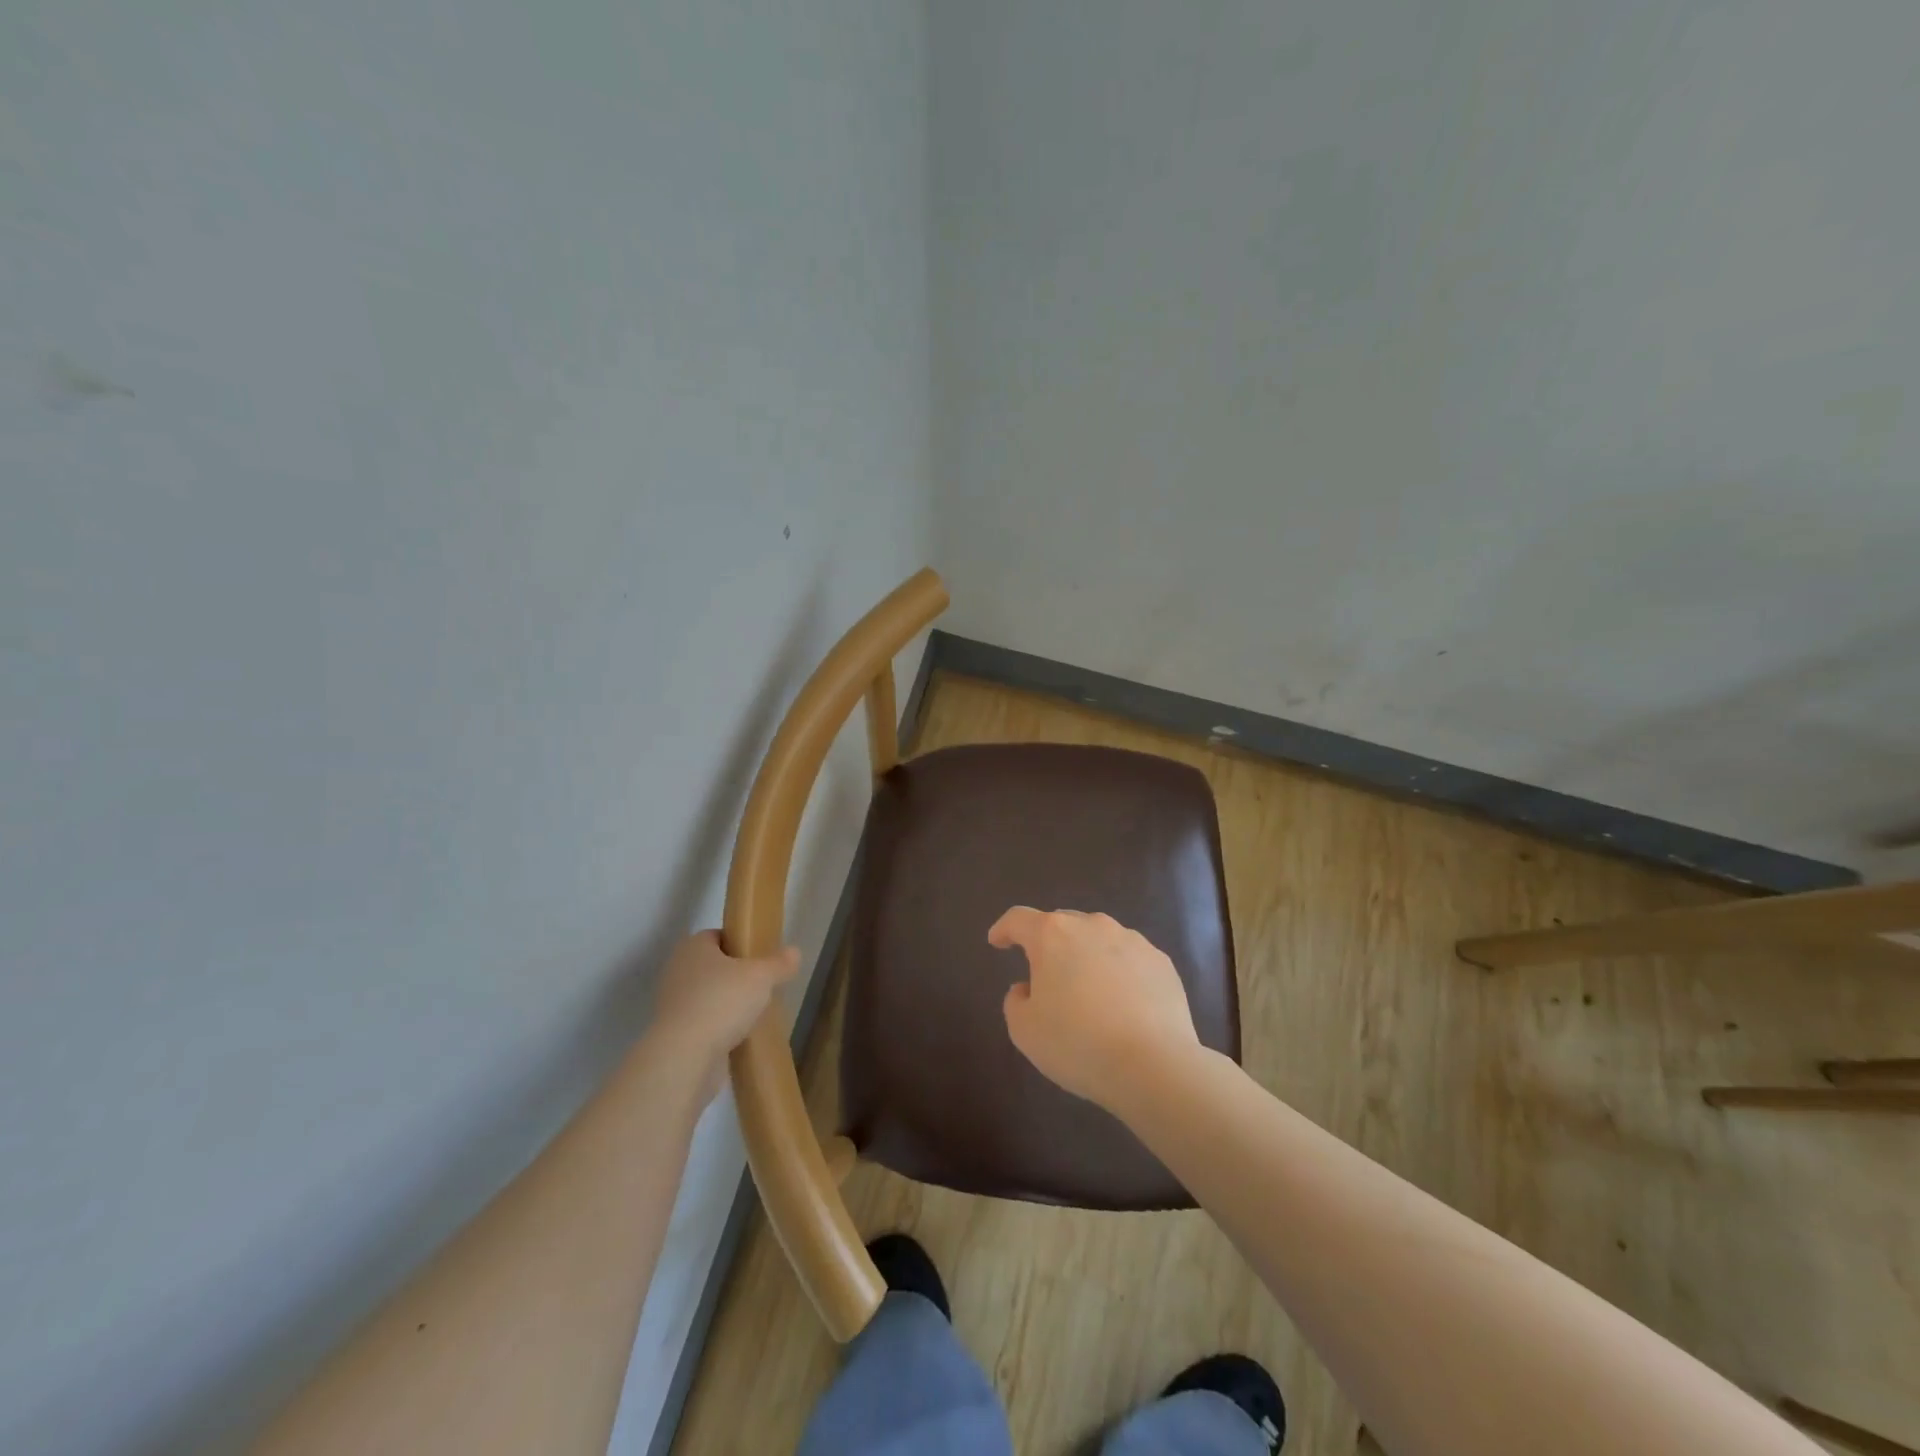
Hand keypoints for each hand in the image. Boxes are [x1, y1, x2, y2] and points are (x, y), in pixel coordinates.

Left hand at [649, 931, 800, 1103]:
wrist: (685, 1056)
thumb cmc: (722, 1001)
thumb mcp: (762, 977)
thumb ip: (779, 963)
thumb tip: (794, 952)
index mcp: (693, 947)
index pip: (717, 936)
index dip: (739, 943)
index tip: (760, 957)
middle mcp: (677, 970)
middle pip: (712, 966)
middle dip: (735, 975)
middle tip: (761, 985)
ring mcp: (672, 1003)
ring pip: (706, 995)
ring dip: (726, 1003)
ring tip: (753, 1013)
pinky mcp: (672, 1033)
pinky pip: (701, 1022)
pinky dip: (717, 1027)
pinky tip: (738, 1037)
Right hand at [988, 907, 1200, 1110]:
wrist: (1154, 1066)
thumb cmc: (1077, 1043)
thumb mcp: (1025, 1030)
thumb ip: (1016, 1001)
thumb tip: (1028, 988)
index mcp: (1052, 935)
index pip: (1019, 919)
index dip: (1004, 929)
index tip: (997, 942)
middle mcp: (1093, 926)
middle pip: (1062, 925)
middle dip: (1049, 944)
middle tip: (1045, 976)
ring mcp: (1132, 941)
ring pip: (1099, 940)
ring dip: (1087, 957)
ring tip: (1088, 993)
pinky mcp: (1161, 962)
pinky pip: (1130, 960)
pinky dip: (1120, 974)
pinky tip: (1123, 1005)